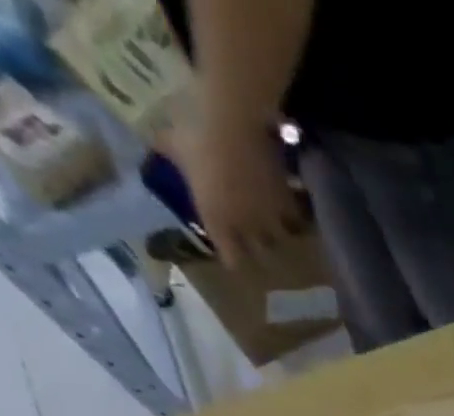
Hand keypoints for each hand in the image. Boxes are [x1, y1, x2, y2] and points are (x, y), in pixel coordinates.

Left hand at [170, 117, 305, 267]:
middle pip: (260, 253)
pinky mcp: (289, 205)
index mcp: (216, 219)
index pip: (231, 257)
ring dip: (280, 233)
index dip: (233, 257)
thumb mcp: (174, 142)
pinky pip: (296, 219)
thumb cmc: (195, 130)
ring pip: (281, 239)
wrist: (233, 120)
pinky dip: (295, 215)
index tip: (234, 254)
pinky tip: (293, 205)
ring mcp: (270, 218)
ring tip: (281, 225)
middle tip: (258, 238)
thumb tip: (157, 148)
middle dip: (259, 247)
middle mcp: (246, 227)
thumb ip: (170, 153)